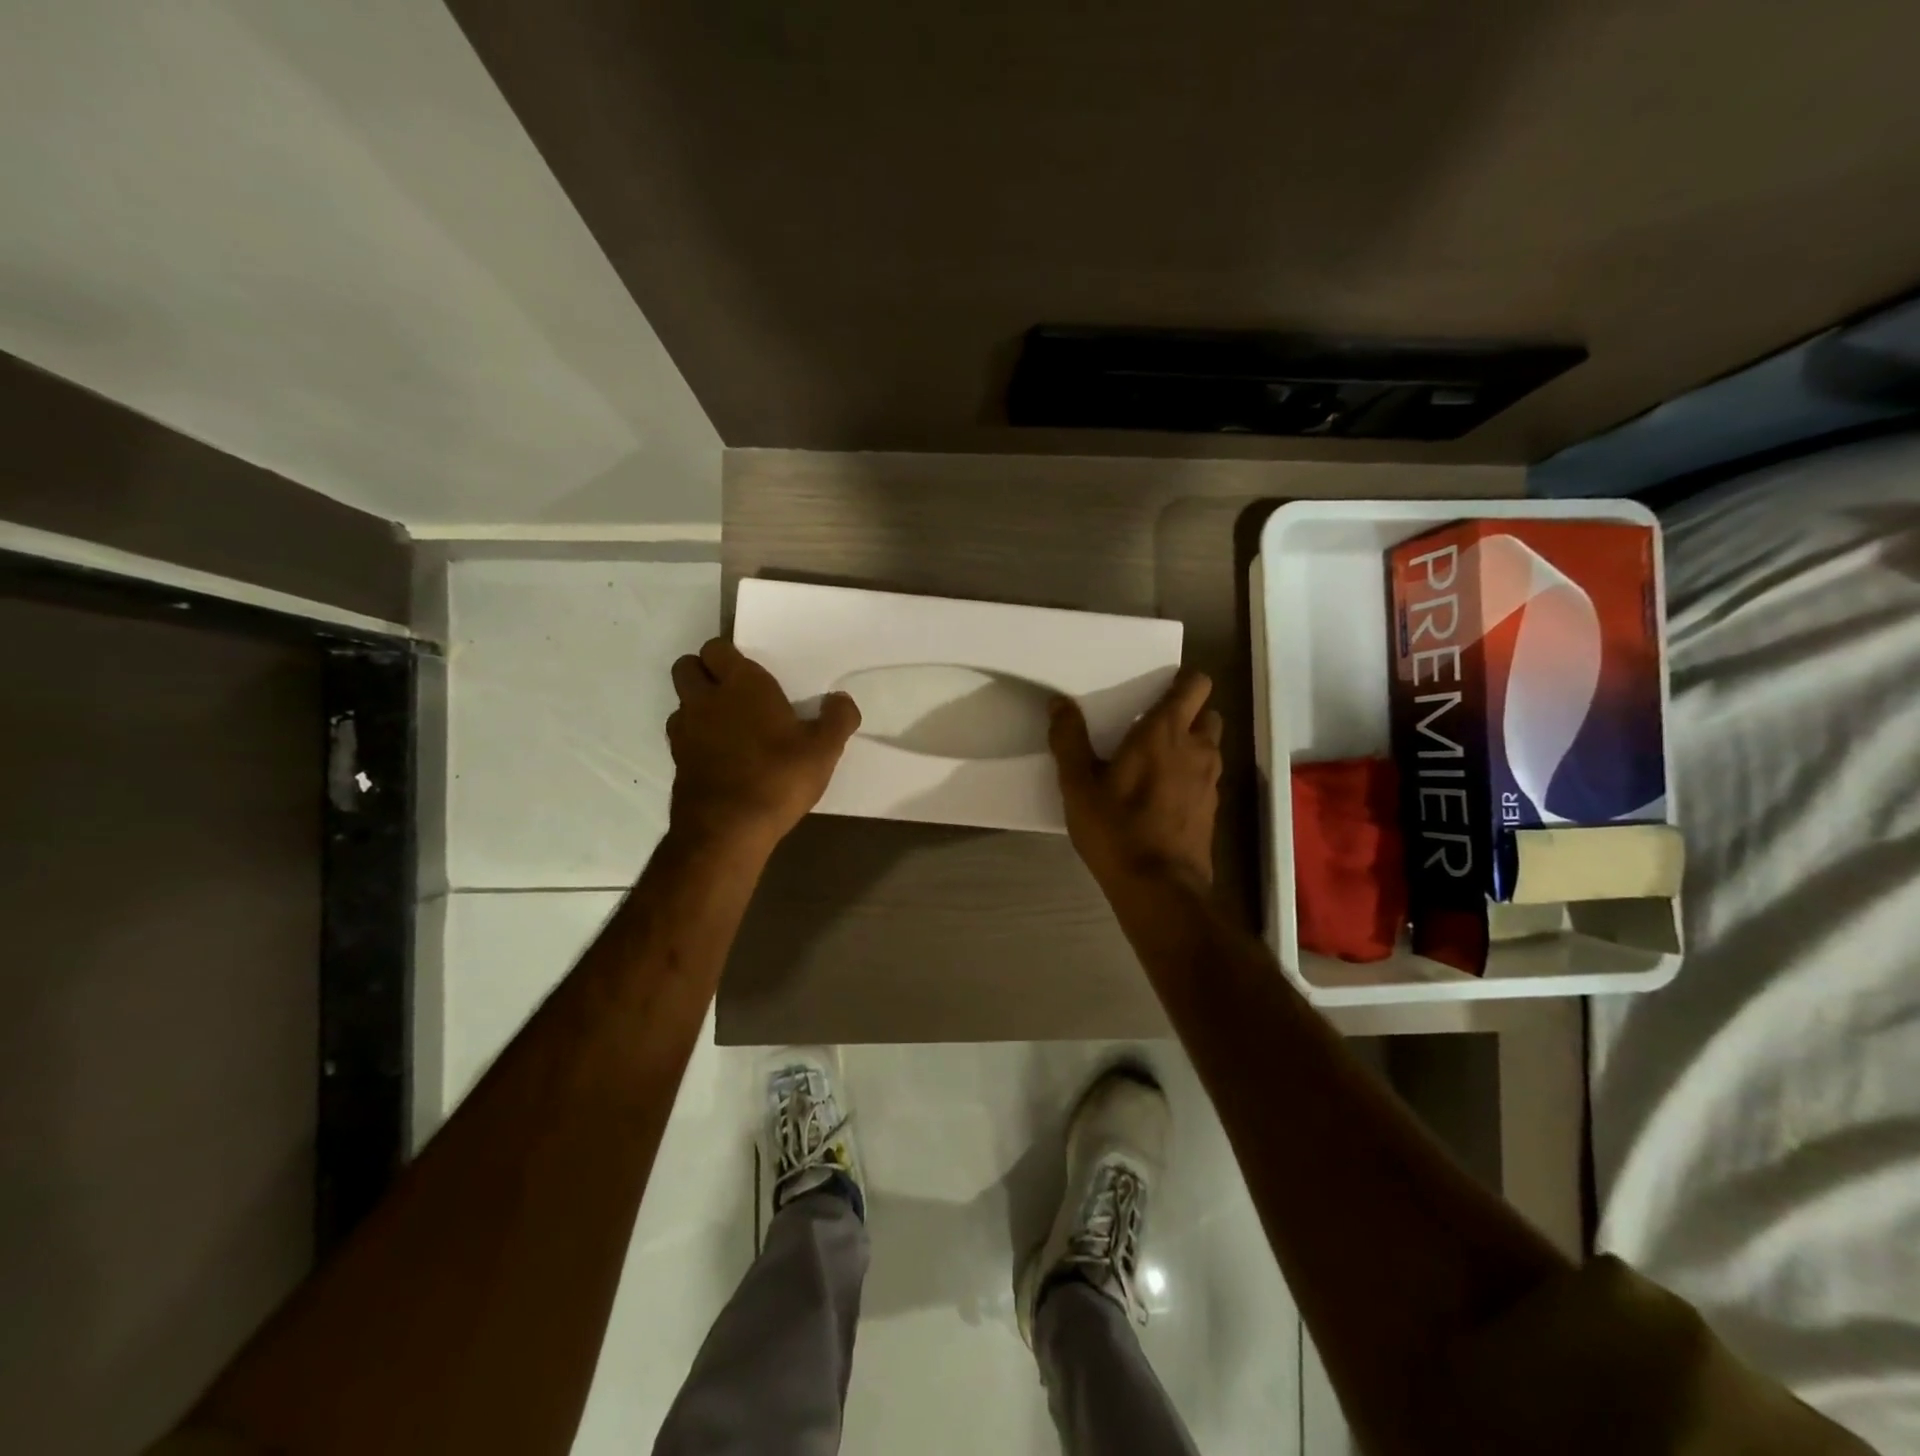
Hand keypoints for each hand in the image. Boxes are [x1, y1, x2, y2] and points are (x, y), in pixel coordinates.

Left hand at [666, 638, 859, 856]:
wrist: (728, 829)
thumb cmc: (779, 778)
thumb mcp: (824, 750)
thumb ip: (838, 719)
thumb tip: (841, 699)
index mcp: (742, 684)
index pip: (718, 648)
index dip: (730, 656)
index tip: (751, 672)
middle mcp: (706, 698)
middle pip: (688, 666)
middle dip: (704, 671)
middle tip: (734, 691)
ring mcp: (685, 730)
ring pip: (682, 700)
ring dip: (698, 704)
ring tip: (727, 723)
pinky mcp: (677, 760)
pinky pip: (682, 734)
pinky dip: (696, 736)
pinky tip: (720, 754)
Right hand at [1049, 668, 1222, 890]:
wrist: (1160, 888)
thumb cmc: (1116, 829)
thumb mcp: (1078, 786)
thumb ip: (1069, 740)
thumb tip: (1059, 703)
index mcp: (1165, 732)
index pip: (1195, 685)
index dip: (1182, 681)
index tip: (1156, 689)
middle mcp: (1197, 749)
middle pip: (1207, 714)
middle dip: (1187, 713)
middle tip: (1151, 726)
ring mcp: (1210, 781)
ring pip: (1208, 747)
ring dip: (1189, 745)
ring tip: (1154, 761)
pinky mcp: (1211, 809)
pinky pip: (1205, 777)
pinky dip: (1189, 775)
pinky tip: (1160, 795)